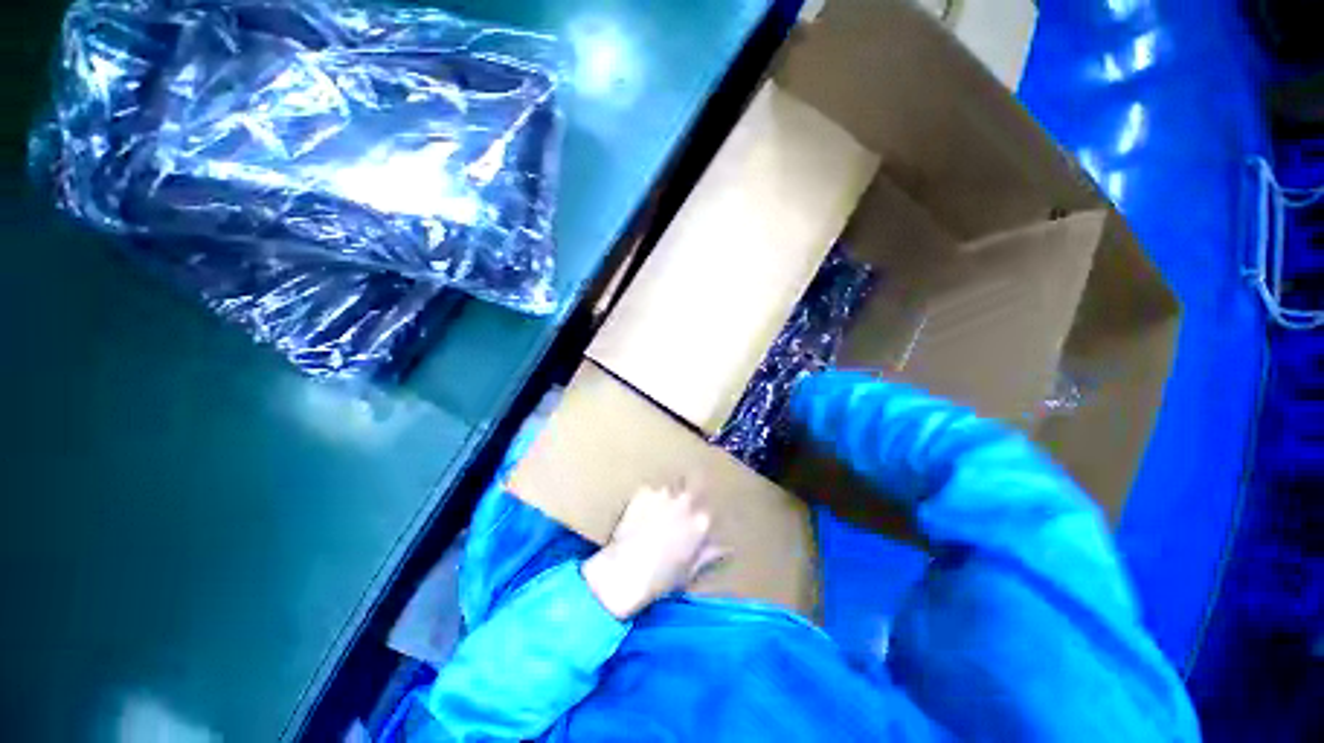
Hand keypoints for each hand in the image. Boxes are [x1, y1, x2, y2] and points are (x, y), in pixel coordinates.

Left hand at [582, 484, 726, 619]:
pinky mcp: (644, 491)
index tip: (692, 521)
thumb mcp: (690, 571)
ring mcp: (665, 494)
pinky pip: (648, 491)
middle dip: (687, 494)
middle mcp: (686, 502)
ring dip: (666, 497)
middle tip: (675, 509)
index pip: (707, 510)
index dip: (699, 515)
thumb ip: (709, 554)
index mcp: (701, 522)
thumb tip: (727, 548)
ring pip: (669, 488)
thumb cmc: (661, 579)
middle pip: (692, 488)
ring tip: (654, 512)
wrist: (626, 571)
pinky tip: (638, 513)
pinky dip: (646, 499)